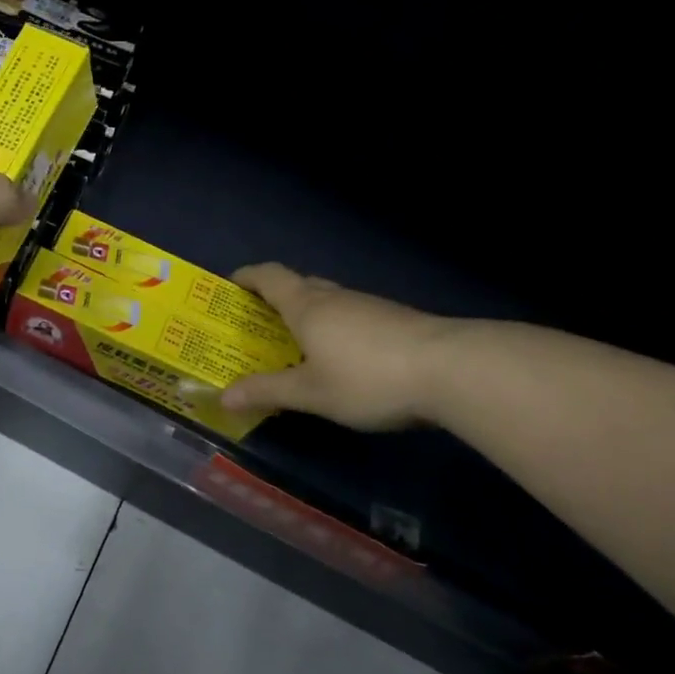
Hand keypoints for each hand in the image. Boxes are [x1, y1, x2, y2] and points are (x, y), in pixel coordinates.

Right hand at [220, 264, 460, 430]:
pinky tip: (341, 358)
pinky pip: (351, 316)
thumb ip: (267, 392)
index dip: (247, 277)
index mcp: (307, 307)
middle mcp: (335, 298)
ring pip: (328, 301)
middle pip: (298, 285)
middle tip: (257, 324)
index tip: (230, 286)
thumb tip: (222, 397)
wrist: (452, 369)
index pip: (269, 276)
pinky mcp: (395, 320)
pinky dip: (333, 328)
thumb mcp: (311, 393)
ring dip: (306, 314)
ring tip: (295, 345)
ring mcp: (369, 306)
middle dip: (274, 298)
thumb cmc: (367, 378)